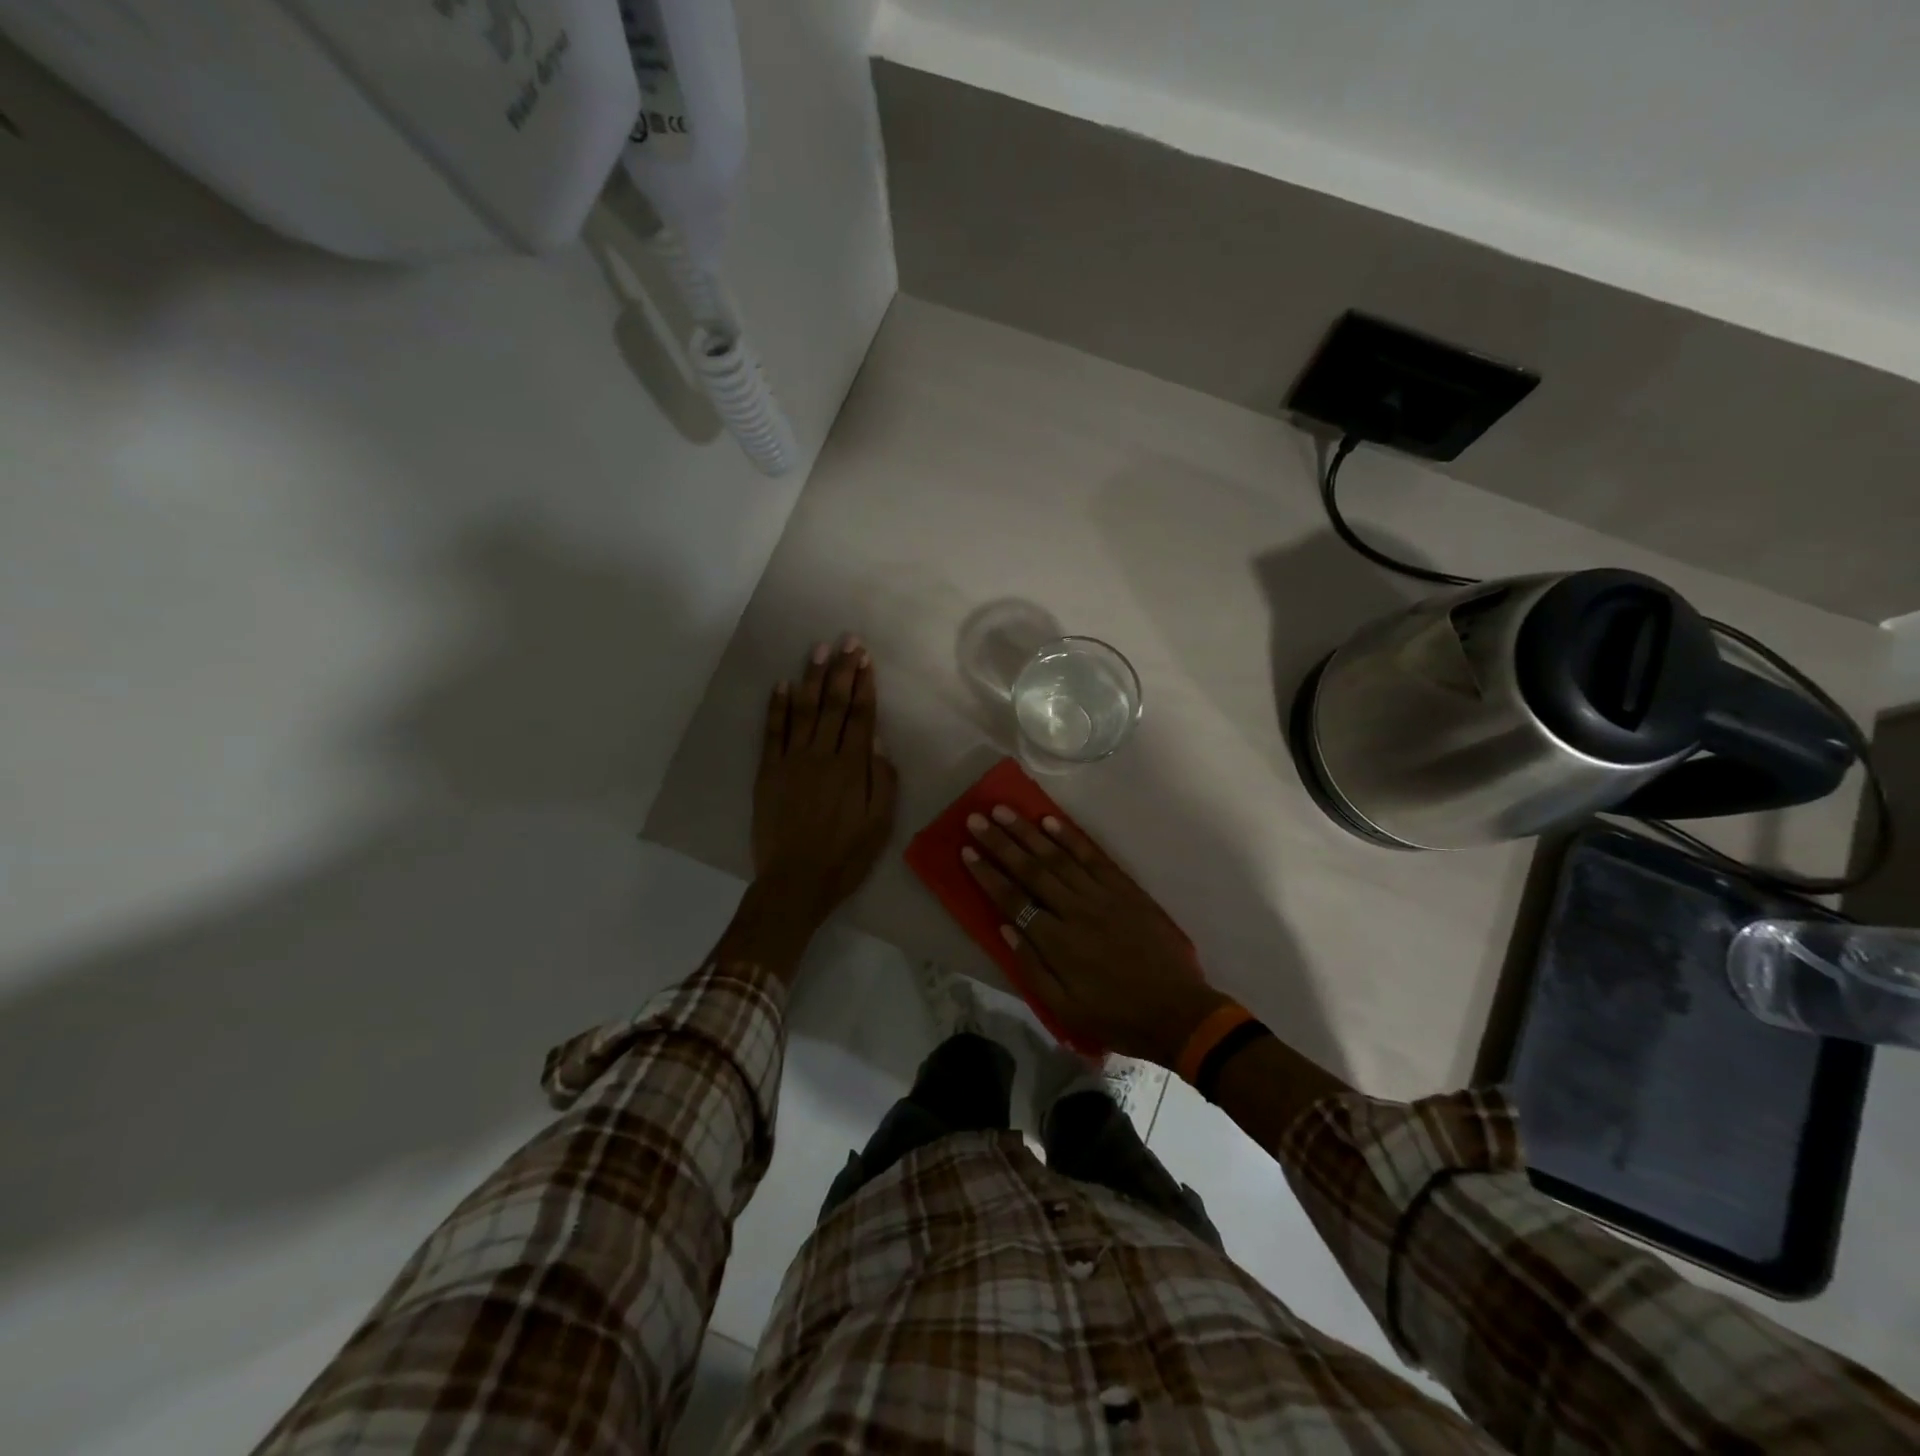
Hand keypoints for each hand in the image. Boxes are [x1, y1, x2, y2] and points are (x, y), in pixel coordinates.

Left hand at [752, 635, 898, 930]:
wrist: (796, 882)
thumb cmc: (846, 856)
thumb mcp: (880, 824)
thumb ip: (882, 779)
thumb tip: (878, 741)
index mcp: (852, 768)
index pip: (860, 716)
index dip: (864, 685)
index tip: (866, 658)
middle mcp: (822, 756)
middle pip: (834, 705)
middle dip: (843, 671)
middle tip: (848, 641)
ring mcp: (791, 761)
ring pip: (805, 710)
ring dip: (812, 678)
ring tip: (819, 650)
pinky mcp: (768, 772)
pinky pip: (772, 732)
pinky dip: (777, 707)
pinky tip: (782, 684)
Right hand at [960, 806, 1229, 1065]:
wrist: (1177, 1011)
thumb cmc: (1116, 1015)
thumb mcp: (1066, 1008)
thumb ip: (1032, 968)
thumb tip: (1005, 928)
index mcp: (1058, 943)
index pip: (1013, 900)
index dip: (988, 875)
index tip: (966, 851)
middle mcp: (1076, 911)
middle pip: (1031, 870)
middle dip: (1000, 843)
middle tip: (976, 819)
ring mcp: (1102, 896)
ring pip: (1058, 856)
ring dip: (1028, 832)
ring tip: (1004, 810)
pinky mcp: (1125, 889)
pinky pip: (1093, 857)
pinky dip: (1070, 837)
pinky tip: (1051, 820)